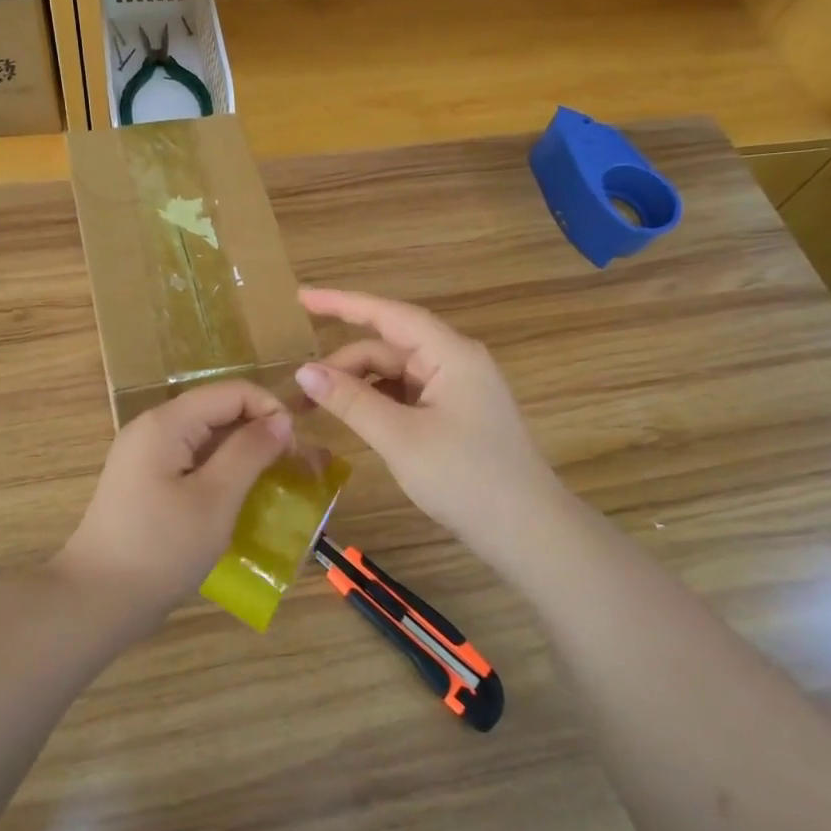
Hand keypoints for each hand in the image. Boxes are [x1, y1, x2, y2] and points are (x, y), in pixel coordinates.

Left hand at [54, 380, 293, 625]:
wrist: (97, 600)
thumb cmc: (161, 549)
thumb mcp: (215, 499)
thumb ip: (250, 452)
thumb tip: (281, 419)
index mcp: (167, 422)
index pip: (232, 392)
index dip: (269, 411)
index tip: (294, 451)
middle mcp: (153, 428)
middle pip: (217, 410)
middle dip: (258, 433)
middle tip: (290, 472)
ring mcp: (145, 455)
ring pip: (206, 437)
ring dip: (241, 455)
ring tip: (270, 487)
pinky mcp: (145, 481)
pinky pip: (191, 461)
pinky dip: (220, 473)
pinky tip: (237, 501)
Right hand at [294, 287, 566, 571]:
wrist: (528, 533)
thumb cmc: (466, 478)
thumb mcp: (400, 438)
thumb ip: (351, 400)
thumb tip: (303, 371)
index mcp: (451, 354)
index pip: (388, 315)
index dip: (342, 303)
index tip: (301, 297)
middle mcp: (456, 361)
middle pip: (389, 347)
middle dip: (344, 362)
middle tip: (301, 390)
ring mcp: (458, 389)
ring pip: (396, 372)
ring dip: (358, 384)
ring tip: (319, 406)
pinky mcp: (456, 414)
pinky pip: (407, 394)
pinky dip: (377, 401)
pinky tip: (354, 417)